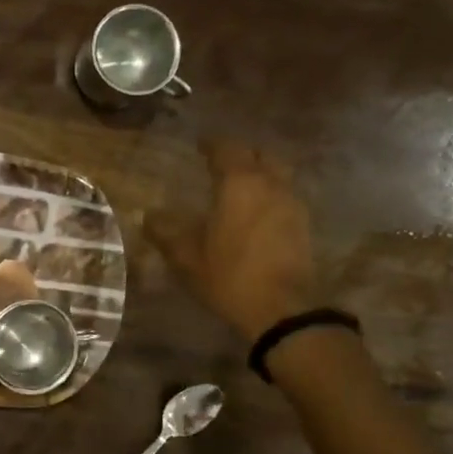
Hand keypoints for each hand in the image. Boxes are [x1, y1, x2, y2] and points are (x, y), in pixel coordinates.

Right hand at [146, 139, 318, 341]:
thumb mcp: (186, 257)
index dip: (212, 144)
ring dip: (260, 172)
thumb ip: (165, 232)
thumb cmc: (229, 275)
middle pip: (260, 155)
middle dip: (241, 154)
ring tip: (240, 185)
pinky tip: (256, 211)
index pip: (227, 149)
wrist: (282, 308)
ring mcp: (292, 203)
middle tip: (222, 161)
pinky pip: (285, 195)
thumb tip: (149, 215)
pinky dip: (270, 194)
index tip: (200, 144)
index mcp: (239, 184)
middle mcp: (270, 184)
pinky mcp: (303, 225)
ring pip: (277, 174)